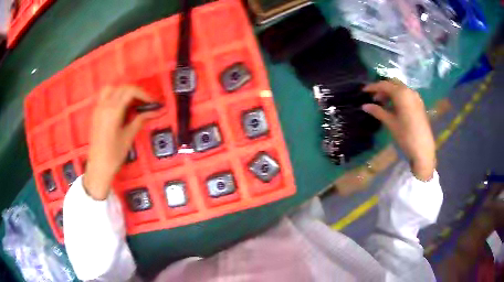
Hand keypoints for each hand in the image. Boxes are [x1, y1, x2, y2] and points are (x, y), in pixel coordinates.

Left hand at [83, 85, 152, 199]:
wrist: (98, 166)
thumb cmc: (114, 154)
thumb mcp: (129, 136)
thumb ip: (140, 120)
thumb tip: (155, 112)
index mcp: (113, 111)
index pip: (130, 91)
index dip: (143, 94)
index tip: (152, 102)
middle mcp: (105, 105)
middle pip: (122, 88)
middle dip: (135, 92)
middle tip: (144, 103)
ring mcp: (98, 108)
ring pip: (112, 88)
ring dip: (123, 91)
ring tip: (131, 101)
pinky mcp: (96, 113)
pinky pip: (105, 96)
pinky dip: (114, 95)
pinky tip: (120, 107)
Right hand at [362, 80, 435, 180]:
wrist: (423, 149)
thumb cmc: (405, 136)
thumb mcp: (390, 123)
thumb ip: (378, 111)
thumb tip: (364, 106)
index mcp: (401, 94)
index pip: (384, 85)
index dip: (373, 87)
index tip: (363, 91)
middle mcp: (409, 91)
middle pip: (393, 83)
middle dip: (382, 88)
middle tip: (374, 98)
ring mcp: (415, 97)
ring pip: (400, 88)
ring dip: (390, 92)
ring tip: (383, 103)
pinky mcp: (419, 104)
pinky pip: (406, 94)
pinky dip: (398, 96)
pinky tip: (394, 107)